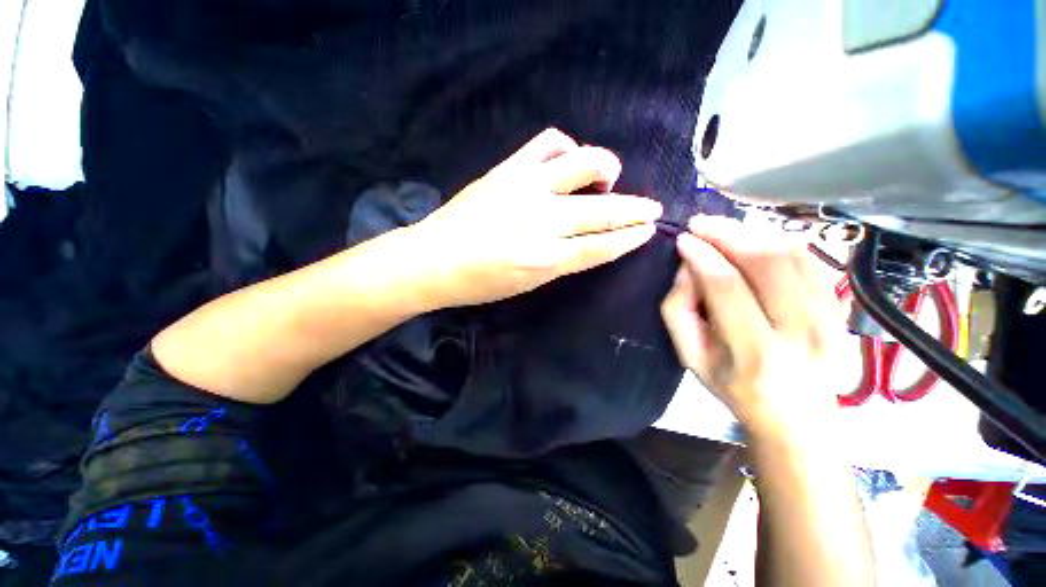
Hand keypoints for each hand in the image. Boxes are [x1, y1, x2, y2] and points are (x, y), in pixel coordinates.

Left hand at [406, 128, 661, 307]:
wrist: (434, 260)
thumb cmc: (480, 283)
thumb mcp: (527, 283)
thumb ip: (562, 261)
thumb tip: (589, 239)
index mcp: (546, 259)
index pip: (602, 245)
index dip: (630, 236)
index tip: (649, 228)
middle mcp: (541, 221)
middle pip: (603, 209)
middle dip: (636, 208)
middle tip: (652, 206)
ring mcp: (525, 188)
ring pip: (584, 163)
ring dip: (607, 167)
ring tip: (608, 177)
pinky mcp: (508, 169)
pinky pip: (549, 143)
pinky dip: (567, 147)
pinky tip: (568, 161)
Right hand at [660, 217, 845, 435]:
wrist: (798, 418)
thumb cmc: (733, 388)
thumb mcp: (690, 358)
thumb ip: (677, 312)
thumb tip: (686, 269)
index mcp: (754, 352)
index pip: (726, 286)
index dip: (702, 255)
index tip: (683, 239)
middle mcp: (800, 332)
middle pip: (765, 263)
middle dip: (727, 233)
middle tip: (701, 222)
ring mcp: (830, 319)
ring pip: (793, 255)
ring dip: (753, 231)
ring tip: (725, 226)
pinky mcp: (841, 310)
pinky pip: (812, 261)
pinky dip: (781, 241)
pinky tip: (756, 237)